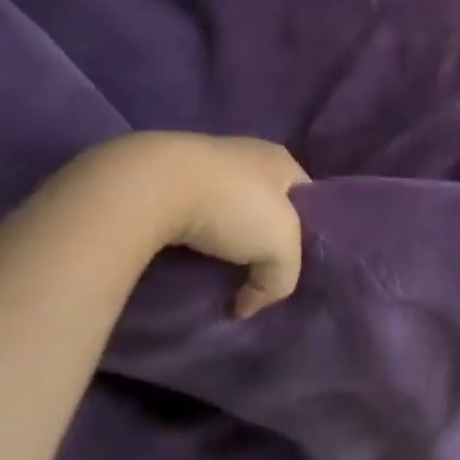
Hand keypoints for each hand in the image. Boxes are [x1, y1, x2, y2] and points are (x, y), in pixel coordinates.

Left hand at [92, 132, 310, 317]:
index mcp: (282, 161)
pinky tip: (183, 261)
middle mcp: (248, 155)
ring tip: (213, 277)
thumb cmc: (232, 205)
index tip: (287, 269)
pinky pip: (190, 215)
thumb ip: (283, 276)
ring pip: (225, 212)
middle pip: (264, 206)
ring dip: (221, 243)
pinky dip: (190, 238)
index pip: (305, 198)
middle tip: (252, 280)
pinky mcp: (169, 179)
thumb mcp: (280, 245)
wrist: (154, 185)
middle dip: (258, 242)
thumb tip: (249, 303)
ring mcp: (206, 165)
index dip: (304, 233)